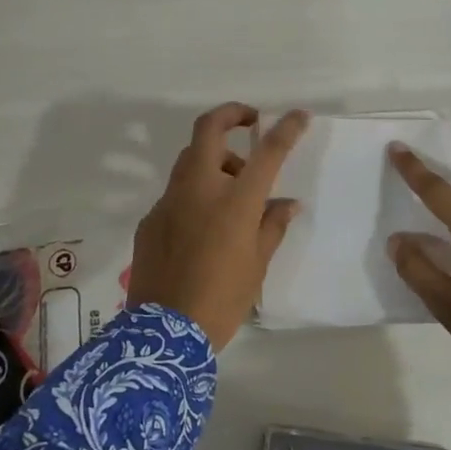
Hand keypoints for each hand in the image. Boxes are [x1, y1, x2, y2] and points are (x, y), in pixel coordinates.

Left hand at [127, 105, 309, 351]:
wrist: (164, 335)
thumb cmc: (222, 299)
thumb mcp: (258, 265)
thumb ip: (273, 225)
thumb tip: (287, 202)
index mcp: (234, 200)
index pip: (266, 151)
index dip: (286, 128)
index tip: (299, 115)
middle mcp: (199, 189)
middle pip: (209, 129)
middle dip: (231, 114)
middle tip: (250, 123)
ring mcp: (169, 201)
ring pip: (190, 158)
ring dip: (214, 159)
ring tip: (233, 189)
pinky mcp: (150, 219)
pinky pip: (176, 192)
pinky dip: (195, 193)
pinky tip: (204, 225)